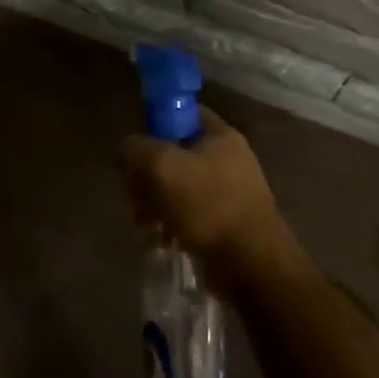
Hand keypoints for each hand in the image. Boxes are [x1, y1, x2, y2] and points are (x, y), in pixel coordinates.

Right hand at [122, 106, 301, 294]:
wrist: (250, 264)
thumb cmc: (208, 205)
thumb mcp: (162, 165)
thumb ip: (137, 148)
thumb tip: (128, 149)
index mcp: (220, 136)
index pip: (182, 113)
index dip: (155, 123)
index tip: (136, 147)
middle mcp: (226, 159)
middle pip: (172, 154)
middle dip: (146, 175)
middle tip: (134, 194)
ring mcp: (226, 192)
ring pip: (175, 186)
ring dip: (153, 203)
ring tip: (144, 223)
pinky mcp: (222, 222)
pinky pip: (185, 213)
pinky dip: (168, 223)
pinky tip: (159, 239)